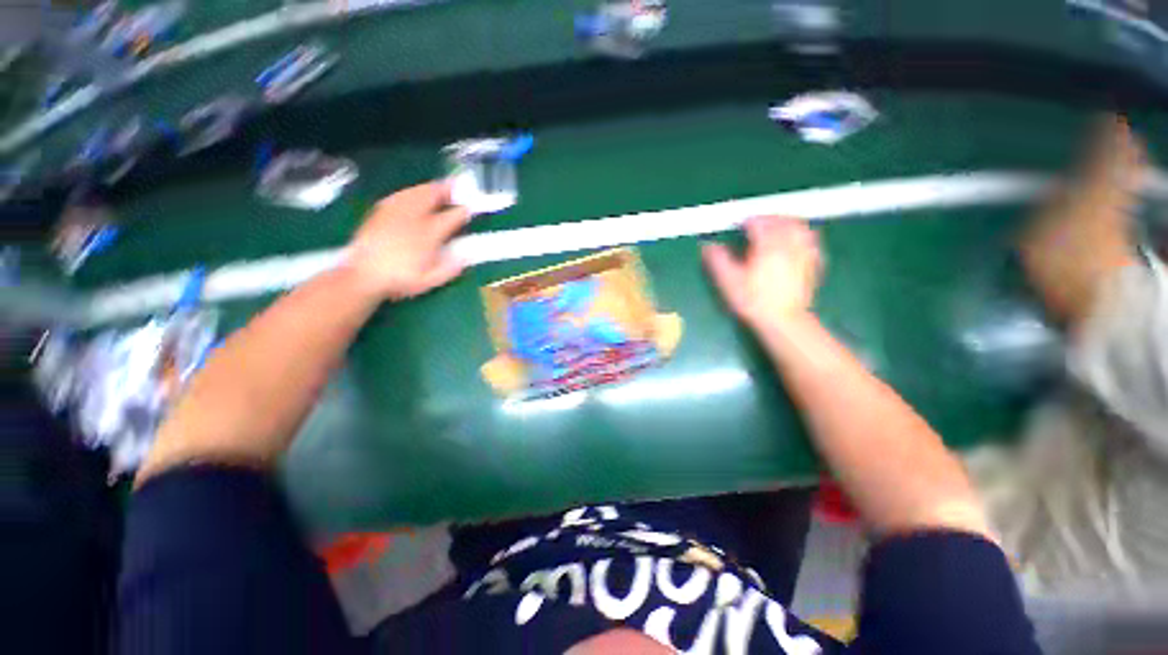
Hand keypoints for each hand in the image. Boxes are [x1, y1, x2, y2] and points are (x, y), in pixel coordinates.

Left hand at [345, 182, 470, 300]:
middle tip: (455, 186)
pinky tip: (412, 194)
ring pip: (414, 192)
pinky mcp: (380, 213)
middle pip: (432, 196)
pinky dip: (410, 192)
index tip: (470, 208)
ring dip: (428, 188)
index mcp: (429, 234)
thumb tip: (466, 256)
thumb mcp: (431, 280)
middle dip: (445, 190)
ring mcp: (395, 213)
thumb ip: (451, 267)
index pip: (451, 217)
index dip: (463, 211)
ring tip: (437, 187)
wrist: (363, 276)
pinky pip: (399, 196)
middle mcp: (413, 218)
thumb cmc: (400, 280)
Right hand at [702, 216, 822, 328]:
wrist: (782, 320)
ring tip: (776, 226)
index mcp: (767, 245)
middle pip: (781, 220)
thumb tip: (708, 246)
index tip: (739, 224)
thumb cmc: (752, 300)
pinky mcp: (812, 264)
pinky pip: (810, 241)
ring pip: (799, 227)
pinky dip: (802, 235)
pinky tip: (796, 240)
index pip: (759, 223)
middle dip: (768, 218)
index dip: (748, 221)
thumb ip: (718, 260)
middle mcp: (788, 244)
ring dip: (787, 222)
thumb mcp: (728, 281)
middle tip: (756, 222)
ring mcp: (803, 253)